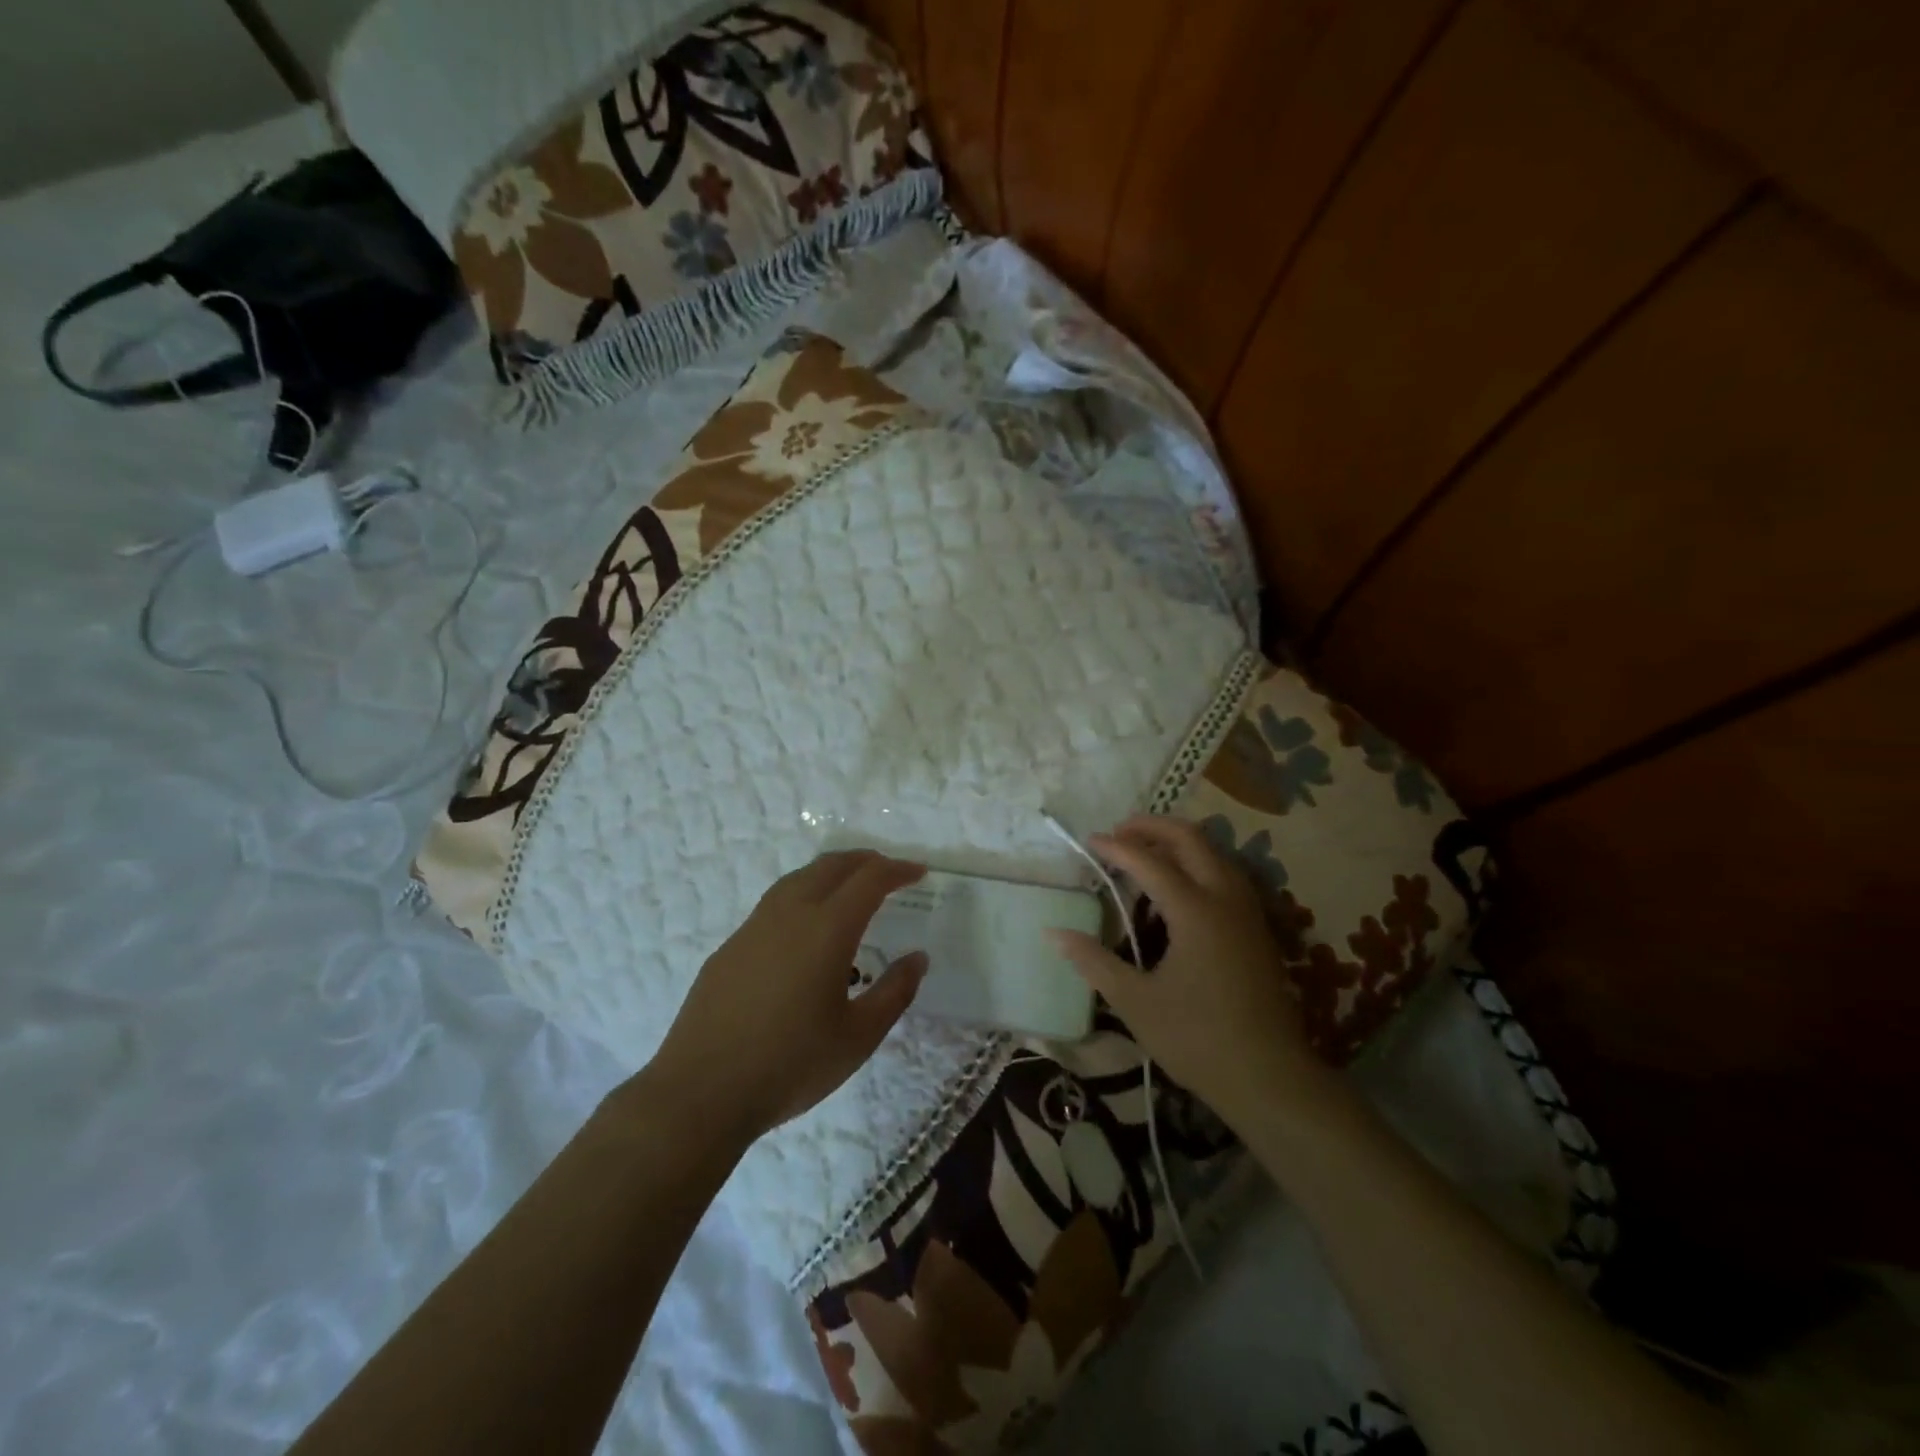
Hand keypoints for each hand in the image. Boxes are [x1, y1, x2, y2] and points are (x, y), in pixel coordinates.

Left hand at [643, 850, 928, 1141]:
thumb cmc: (790, 1065)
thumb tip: (917, 958)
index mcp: (827, 929)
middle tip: (889, 872)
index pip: (870, 879)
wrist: (700, 1092)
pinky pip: (774, 902)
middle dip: (865, 861)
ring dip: (831, 872)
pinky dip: (803, 895)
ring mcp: (754, 927)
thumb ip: (894, 992)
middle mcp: (790, 914)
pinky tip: (805, 930)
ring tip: (850, 889)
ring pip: (798, 878)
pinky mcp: (730, 946)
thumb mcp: (858, 1038)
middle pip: (831, 865)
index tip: (919, 874)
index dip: (898, 870)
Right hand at [1049, 816, 1328, 1126]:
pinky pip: (1226, 874)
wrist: (1268, 1077)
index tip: (1089, 840)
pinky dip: (1199, 862)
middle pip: (1191, 840)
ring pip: (1215, 853)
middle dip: (1153, 827)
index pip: (1150, 862)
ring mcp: (1247, 912)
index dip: (1117, 848)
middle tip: (1119, 831)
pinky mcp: (1257, 929)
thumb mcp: (1134, 1002)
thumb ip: (1093, 961)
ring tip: (1146, 851)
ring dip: (1179, 842)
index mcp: (1195, 912)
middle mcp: (1224, 899)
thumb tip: (1054, 933)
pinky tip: (1181, 885)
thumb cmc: (1196, 1039)